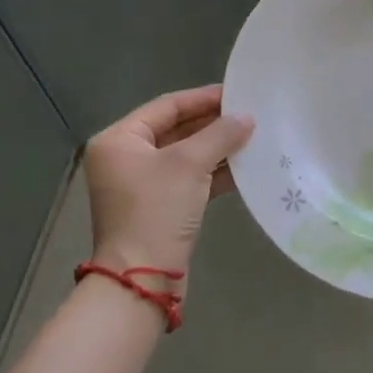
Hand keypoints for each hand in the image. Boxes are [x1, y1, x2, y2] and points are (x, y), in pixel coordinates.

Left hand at [83, 85, 254, 281]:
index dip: (203, 98)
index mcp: (120, 140)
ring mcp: (141, 185)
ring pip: (185, 155)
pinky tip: (244, 167)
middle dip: (213, 123)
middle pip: (176, 129)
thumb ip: (220, 134)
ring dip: (217, 147)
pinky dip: (213, 172)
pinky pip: (189, 179)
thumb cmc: (156, 210)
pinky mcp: (158, 207)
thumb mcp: (190, 164)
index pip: (167, 106)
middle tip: (249, 115)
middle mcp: (125, 158)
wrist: (142, 279)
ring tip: (253, 137)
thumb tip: (246, 118)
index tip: (237, 93)